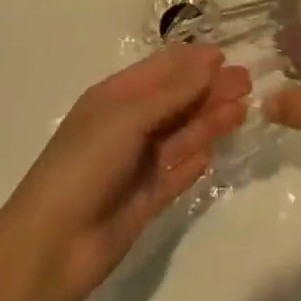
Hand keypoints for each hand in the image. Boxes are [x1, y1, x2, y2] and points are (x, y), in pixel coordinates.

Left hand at [3, 46, 250, 300]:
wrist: (53, 244)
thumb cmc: (86, 163)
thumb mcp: (129, 117)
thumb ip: (173, 92)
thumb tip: (211, 62)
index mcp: (115, 97)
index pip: (160, 70)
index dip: (192, 61)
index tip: (226, 56)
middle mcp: (127, 125)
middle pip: (176, 100)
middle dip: (208, 90)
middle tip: (247, 83)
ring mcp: (136, 163)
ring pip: (180, 135)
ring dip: (209, 121)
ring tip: (243, 110)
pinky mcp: (146, 200)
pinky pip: (176, 173)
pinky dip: (193, 162)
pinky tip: (213, 153)